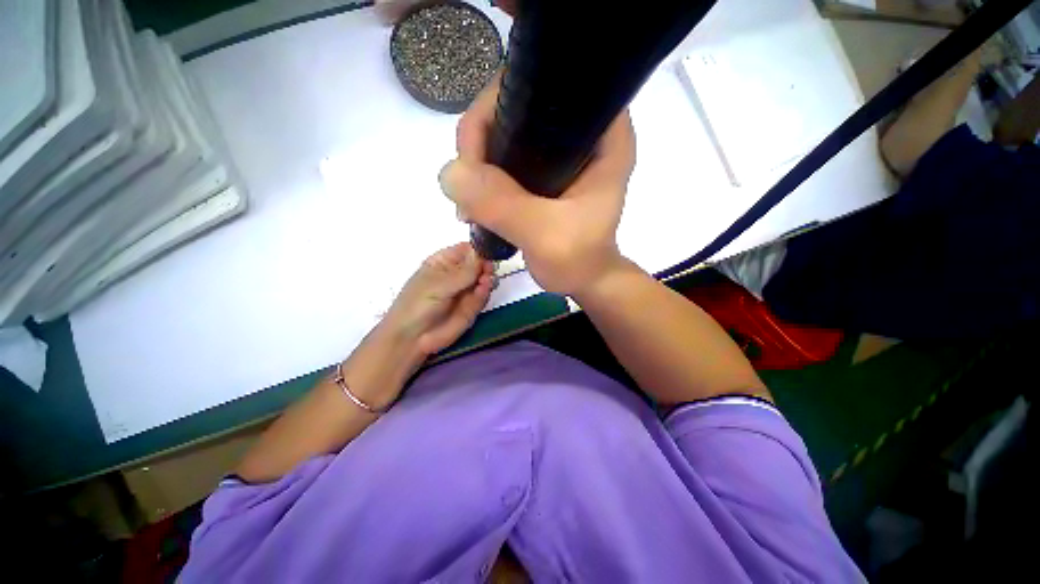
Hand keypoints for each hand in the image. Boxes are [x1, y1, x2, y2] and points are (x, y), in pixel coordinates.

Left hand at [382, 242, 494, 355]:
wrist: (413, 339)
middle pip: (479, 262)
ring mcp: (466, 290)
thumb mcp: (438, 284)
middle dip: (486, 264)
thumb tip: (482, 252)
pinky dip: (486, 291)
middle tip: (488, 269)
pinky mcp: (473, 306)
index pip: (466, 249)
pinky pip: (484, 294)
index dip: (478, 248)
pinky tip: (484, 289)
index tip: (489, 251)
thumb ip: (463, 271)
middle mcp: (457, 274)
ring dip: (488, 277)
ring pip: (484, 278)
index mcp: (444, 262)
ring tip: (485, 281)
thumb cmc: (418, 305)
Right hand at [439, 75, 636, 295]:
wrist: (583, 280)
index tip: (476, 151)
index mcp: (602, 135)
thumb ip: (503, 204)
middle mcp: (582, 133)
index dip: (500, 105)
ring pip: (505, 133)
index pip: (545, 85)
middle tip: (467, 183)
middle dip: (482, 139)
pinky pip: (504, 158)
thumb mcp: (544, 235)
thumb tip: (449, 173)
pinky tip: (475, 200)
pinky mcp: (544, 172)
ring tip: (468, 201)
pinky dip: (484, 175)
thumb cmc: (578, 261)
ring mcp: (560, 153)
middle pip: (517, 107)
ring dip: (478, 161)